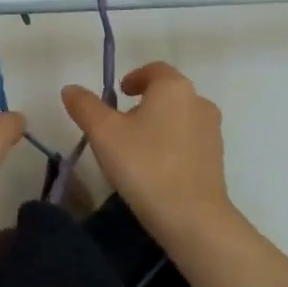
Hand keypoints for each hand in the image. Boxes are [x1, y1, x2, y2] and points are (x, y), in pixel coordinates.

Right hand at [62, 63, 233, 243]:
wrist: (191, 216)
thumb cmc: (144, 165)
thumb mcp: (104, 134)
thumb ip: (85, 106)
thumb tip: (71, 89)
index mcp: (174, 88)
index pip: (154, 69)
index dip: (134, 77)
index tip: (118, 93)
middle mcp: (199, 102)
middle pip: (167, 94)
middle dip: (143, 103)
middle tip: (119, 125)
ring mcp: (212, 131)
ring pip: (179, 118)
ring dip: (157, 125)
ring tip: (134, 150)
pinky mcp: (216, 158)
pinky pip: (188, 141)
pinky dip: (171, 145)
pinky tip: (154, 169)